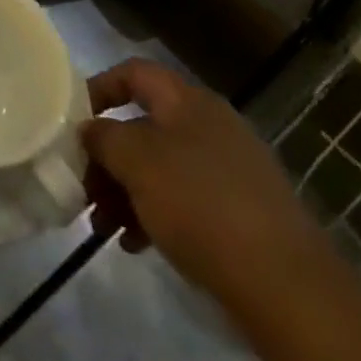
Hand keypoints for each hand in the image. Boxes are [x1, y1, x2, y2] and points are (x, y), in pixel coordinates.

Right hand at [81, 60, 334, 312]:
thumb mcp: (136, 161)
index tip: (72, 119)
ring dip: (125, 192)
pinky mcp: (242, 215)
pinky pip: (185, 202)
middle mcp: (210, 126)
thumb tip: (89, 129)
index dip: (99, 87)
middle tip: (82, 187)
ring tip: (103, 228)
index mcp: (187, 100)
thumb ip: (103, 137)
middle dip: (107, 157)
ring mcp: (230, 171)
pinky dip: (156, 216)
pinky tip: (135, 246)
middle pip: (143, 127)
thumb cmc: (200, 204)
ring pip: (161, 168)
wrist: (288, 288)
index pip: (133, 72)